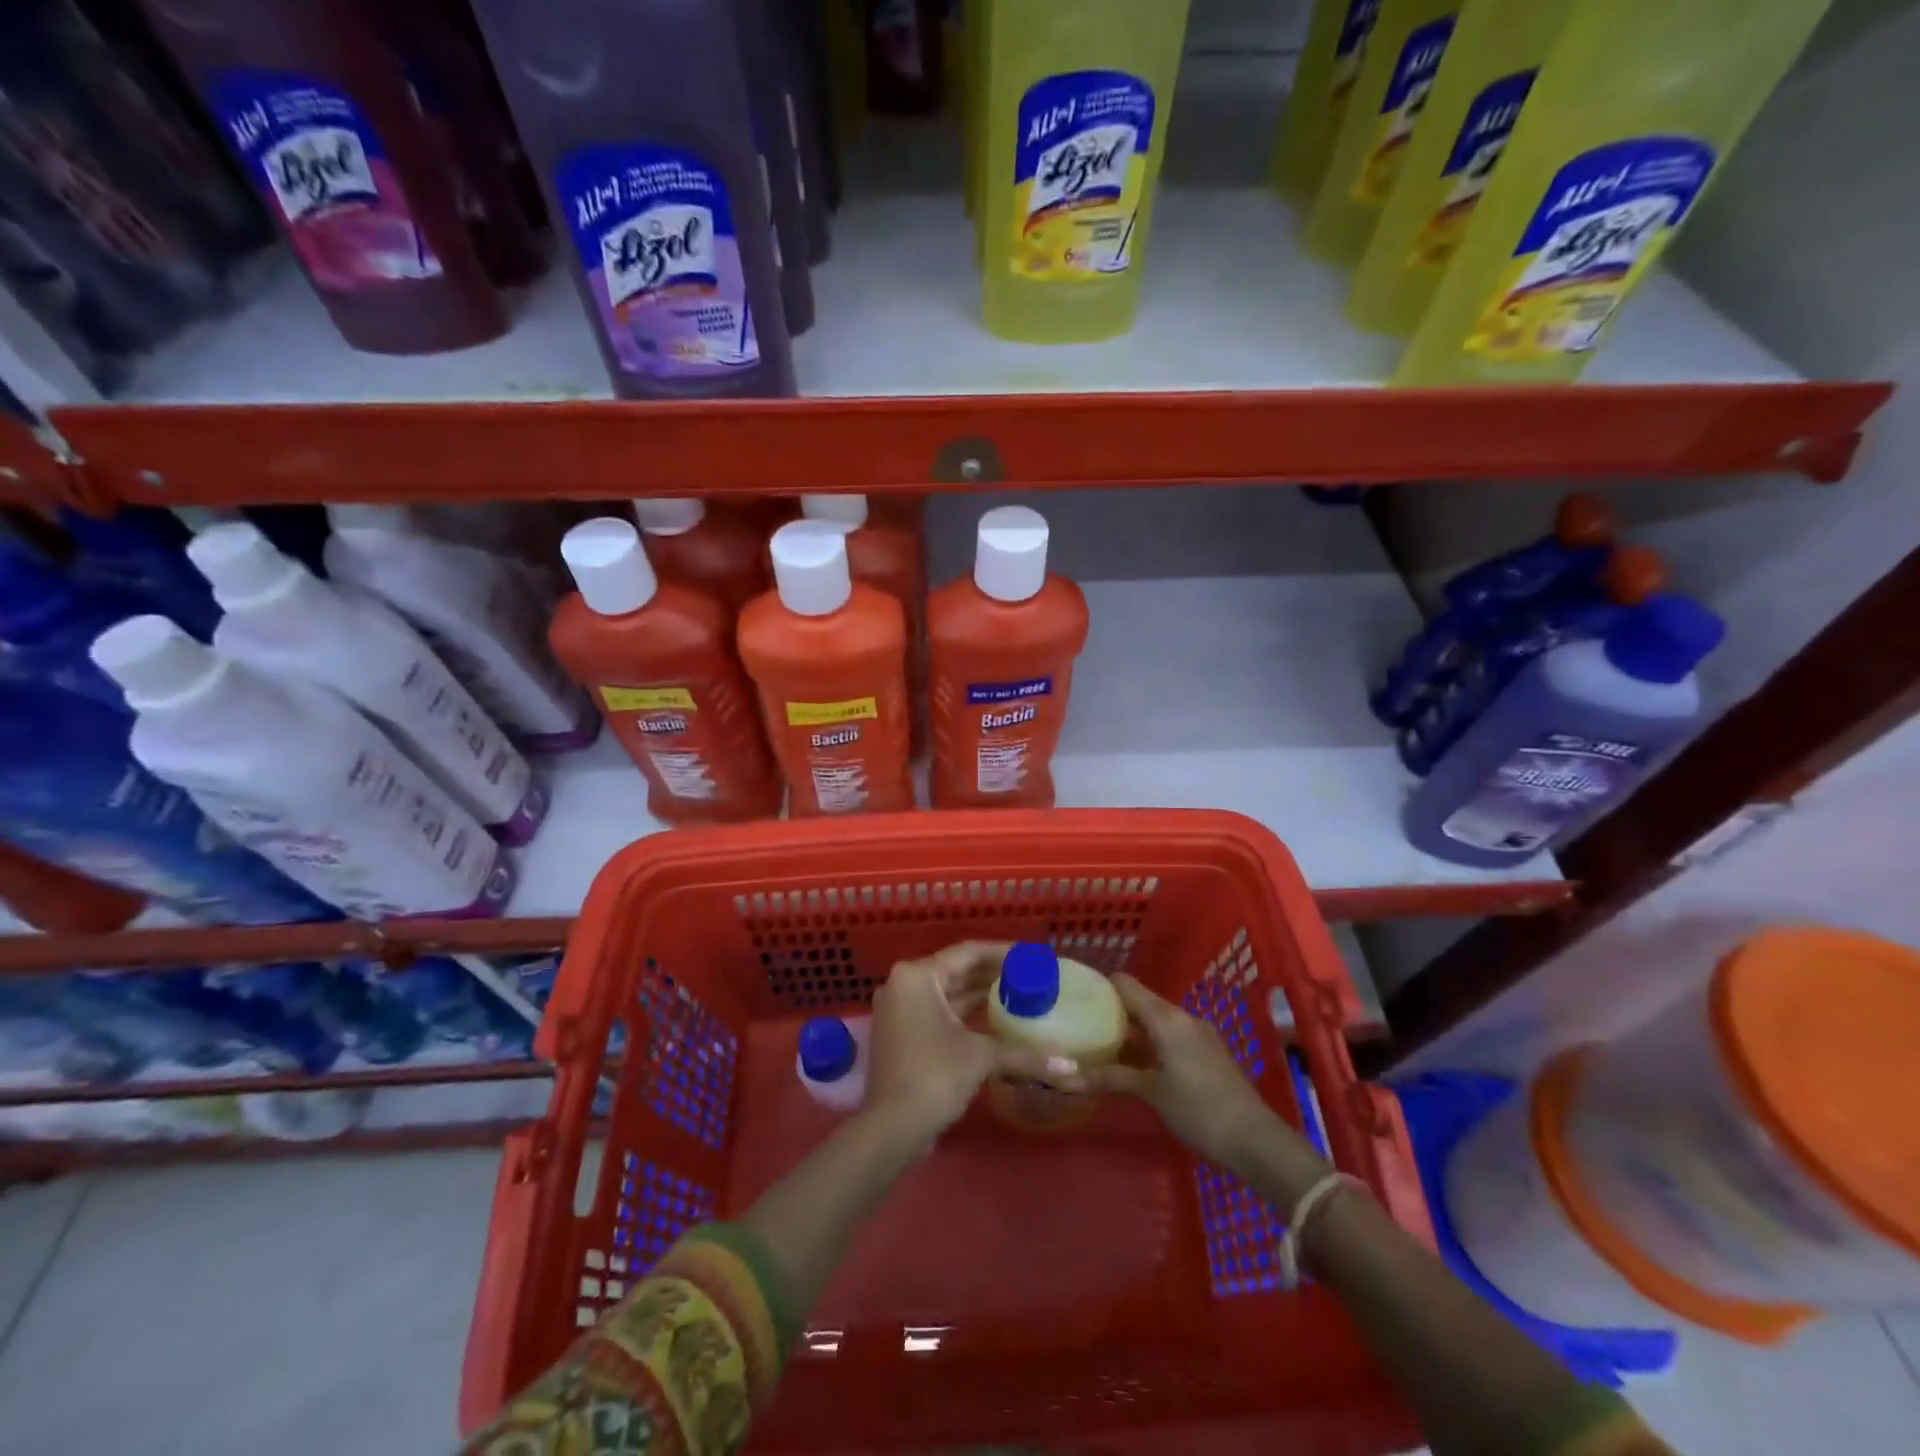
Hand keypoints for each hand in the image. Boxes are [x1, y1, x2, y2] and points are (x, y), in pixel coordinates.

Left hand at [865, 941, 1083, 1144]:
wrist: (891, 1128)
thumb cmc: (934, 1077)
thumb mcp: (981, 1057)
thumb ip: (1024, 1054)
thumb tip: (1071, 1068)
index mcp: (918, 976)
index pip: (968, 953)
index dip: (1003, 953)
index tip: (1032, 956)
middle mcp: (904, 984)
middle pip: (956, 970)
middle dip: (993, 974)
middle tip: (1030, 976)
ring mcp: (900, 1009)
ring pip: (948, 992)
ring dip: (980, 994)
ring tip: (1019, 994)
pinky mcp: (902, 1032)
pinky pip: (939, 1011)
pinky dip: (965, 1013)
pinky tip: (995, 1019)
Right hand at [1088, 974, 1309, 1176]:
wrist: (1256, 1141)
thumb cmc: (1199, 1110)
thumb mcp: (1151, 1093)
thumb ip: (1110, 1078)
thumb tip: (1064, 1075)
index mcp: (1167, 1018)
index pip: (1126, 985)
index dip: (1100, 986)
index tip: (1075, 995)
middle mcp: (1182, 1017)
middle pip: (1140, 1002)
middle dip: (1112, 1012)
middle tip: (1080, 1024)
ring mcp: (1197, 1035)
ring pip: (1155, 1022)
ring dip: (1131, 1031)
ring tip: (1100, 1045)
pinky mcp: (1206, 1054)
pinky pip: (1169, 1037)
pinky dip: (1149, 1044)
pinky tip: (1133, 1065)